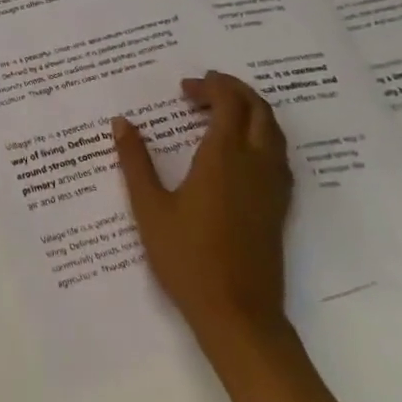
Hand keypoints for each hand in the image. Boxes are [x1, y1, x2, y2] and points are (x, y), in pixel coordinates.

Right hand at [111, 71, 292, 351]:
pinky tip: (240, 150)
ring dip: (251, 111)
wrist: (238, 315)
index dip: (210, 87)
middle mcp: (256, 164)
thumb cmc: (187, 258)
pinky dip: (262, 135)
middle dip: (234, 90)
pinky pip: (279, 155)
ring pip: (274, 131)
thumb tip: (121, 122)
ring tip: (221, 110)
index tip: (185, 87)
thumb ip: (135, 161)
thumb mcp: (149, 207)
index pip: (228, 103)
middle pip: (259, 110)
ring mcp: (273, 187)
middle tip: (204, 88)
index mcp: (223, 158)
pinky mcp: (280, 207)